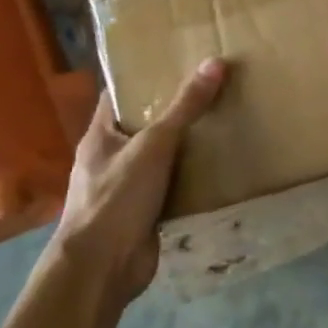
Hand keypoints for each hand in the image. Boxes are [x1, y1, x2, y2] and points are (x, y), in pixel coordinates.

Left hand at [52, 59, 227, 305]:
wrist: (102, 268)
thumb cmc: (116, 198)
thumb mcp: (154, 145)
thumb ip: (185, 107)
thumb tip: (215, 62)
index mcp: (101, 136)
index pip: (120, 95)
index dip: (145, 76)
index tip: (179, 59)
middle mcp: (112, 157)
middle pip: (146, 123)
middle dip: (177, 108)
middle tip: (215, 86)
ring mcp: (129, 186)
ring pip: (163, 155)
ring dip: (189, 143)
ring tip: (226, 118)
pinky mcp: (147, 210)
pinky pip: (175, 183)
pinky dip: (195, 174)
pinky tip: (223, 163)